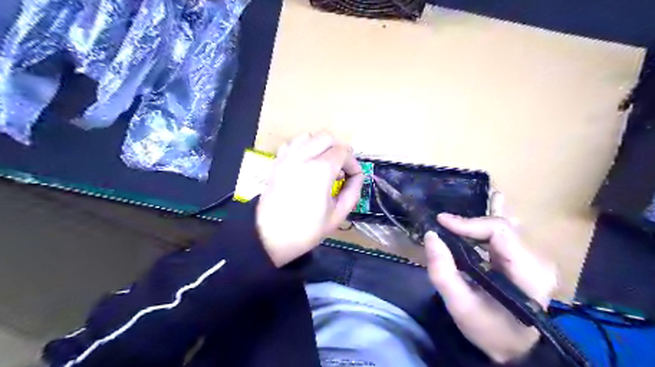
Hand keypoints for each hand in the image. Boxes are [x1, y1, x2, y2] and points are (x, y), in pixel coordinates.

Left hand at [256, 134, 362, 265]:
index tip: (353, 177)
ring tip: (324, 164)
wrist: (269, 238)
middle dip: (339, 150)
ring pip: (308, 136)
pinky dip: (303, 148)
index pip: (343, 151)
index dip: (353, 163)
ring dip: (321, 146)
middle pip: (327, 137)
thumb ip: (353, 191)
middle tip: (342, 169)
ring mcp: (286, 158)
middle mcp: (303, 157)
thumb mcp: (338, 215)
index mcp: (320, 170)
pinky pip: (292, 144)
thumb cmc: (306, 231)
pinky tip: (306, 163)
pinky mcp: (276, 163)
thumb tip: (357, 176)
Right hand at [425, 194, 557, 362]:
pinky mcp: (525, 259)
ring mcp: (534, 258)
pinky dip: (492, 220)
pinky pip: (506, 233)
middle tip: (444, 221)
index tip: (441, 222)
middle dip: (470, 222)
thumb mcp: (460, 306)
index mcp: (529, 273)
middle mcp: (537, 260)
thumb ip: (443, 272)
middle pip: (502, 227)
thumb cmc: (489, 331)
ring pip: (505, 227)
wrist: (515, 348)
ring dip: (482, 217)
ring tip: (471, 198)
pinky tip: (495, 201)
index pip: (499, 232)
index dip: (468, 223)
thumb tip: (431, 236)